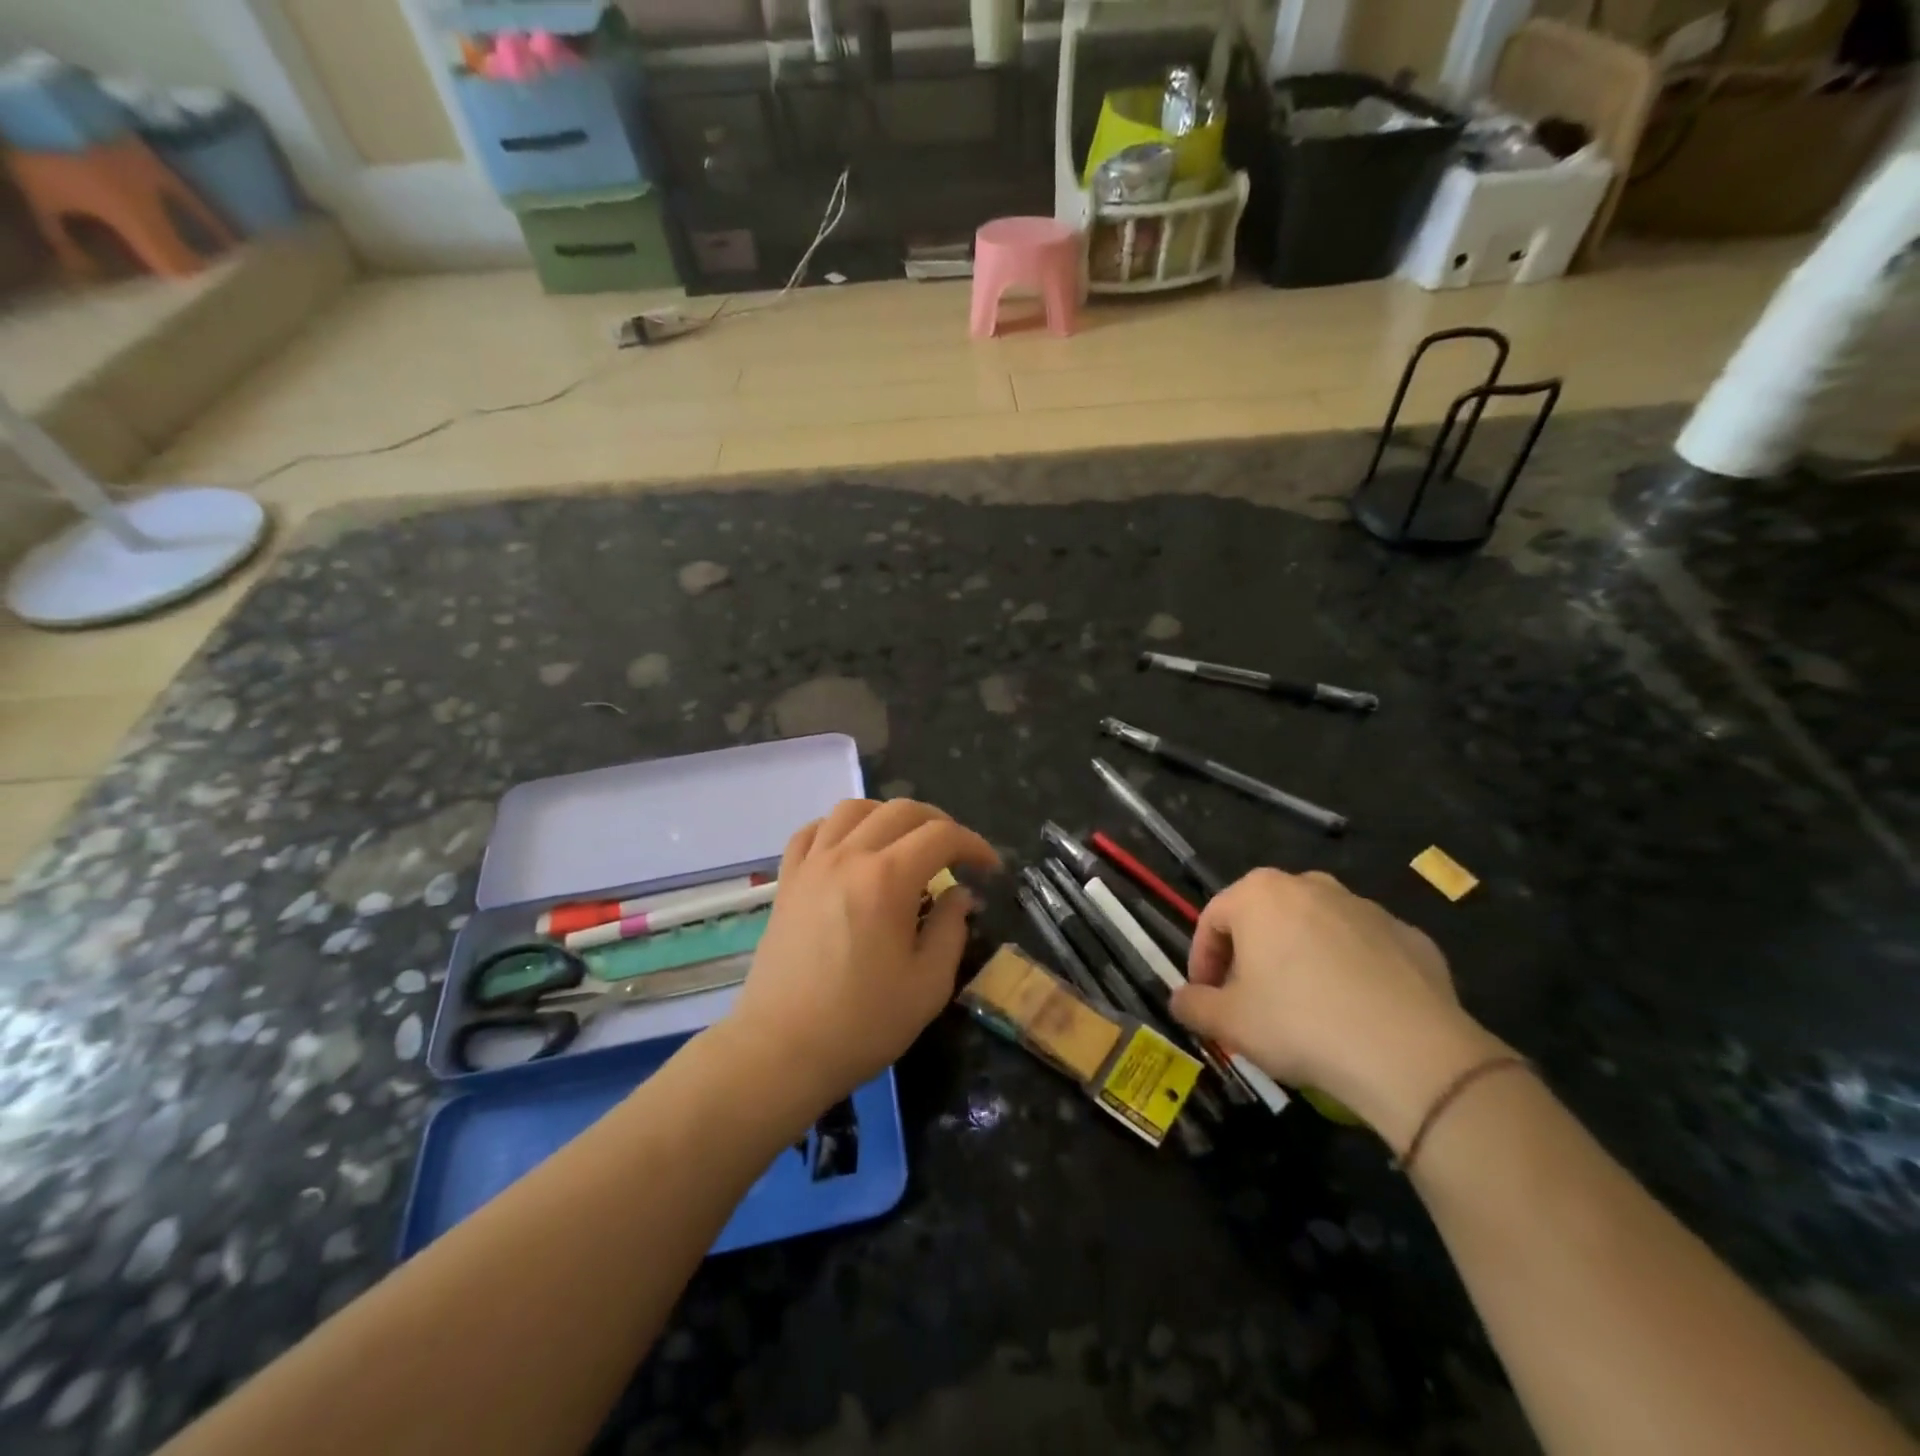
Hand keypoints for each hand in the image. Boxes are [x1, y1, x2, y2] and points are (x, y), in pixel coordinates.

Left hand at [725, 799, 998, 1108]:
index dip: (974, 845)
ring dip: (888, 816)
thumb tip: (959, 894)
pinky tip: (851, 848)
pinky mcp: (788, 881)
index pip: (941, 836)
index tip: (989, 868)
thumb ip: (951, 928)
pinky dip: (839, 827)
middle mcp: (848, 857)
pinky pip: (812, 831)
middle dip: (939, 823)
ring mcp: (812, 865)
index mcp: (887, 879)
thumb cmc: (862, 1023)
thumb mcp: (928, 984)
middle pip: (900, 811)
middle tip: (956, 853)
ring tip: (905, 842)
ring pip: (853, 809)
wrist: (782, 1050)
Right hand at [1170, 870, 1503, 1145]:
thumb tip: (1180, 999)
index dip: (1202, 960)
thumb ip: (1192, 1005)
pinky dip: (1351, 972)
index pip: (1212, 920)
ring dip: (1300, 960)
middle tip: (1250, 1002)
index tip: (1205, 997)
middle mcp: (1311, 885)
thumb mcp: (1228, 1023)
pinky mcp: (1411, 936)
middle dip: (1251, 956)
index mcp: (1259, 894)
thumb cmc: (1299, 1024)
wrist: (1411, 1053)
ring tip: (1305, 1009)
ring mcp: (1366, 907)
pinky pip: (1365, 950)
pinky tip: (1355, 1014)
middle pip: (1264, 918)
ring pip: (1316, 930)